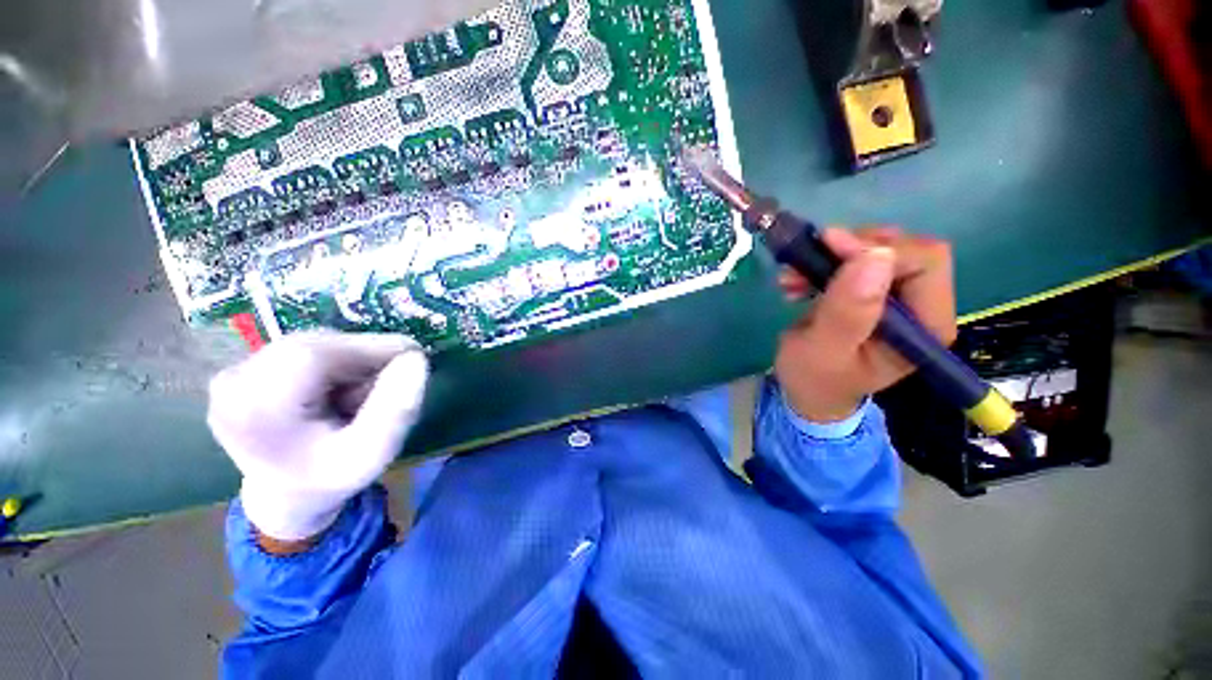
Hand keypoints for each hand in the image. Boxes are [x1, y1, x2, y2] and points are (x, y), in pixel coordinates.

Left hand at [208, 331, 428, 545]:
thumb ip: (397, 410)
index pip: (315, 354)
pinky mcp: (241, 369)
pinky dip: (333, 361)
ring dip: (350, 360)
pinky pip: (302, 349)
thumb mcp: (374, 453)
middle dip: (363, 356)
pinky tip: (338, 388)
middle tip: (393, 378)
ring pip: (312, 344)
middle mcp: (232, 384)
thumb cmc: (331, 478)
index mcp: (256, 412)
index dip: (371, 347)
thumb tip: (416, 358)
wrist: (287, 494)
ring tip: (362, 391)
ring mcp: (232, 375)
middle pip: (315, 345)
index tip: (415, 356)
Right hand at [774, 227, 956, 422]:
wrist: (807, 390)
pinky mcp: (872, 292)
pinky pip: (856, 260)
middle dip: (851, 249)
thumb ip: (847, 313)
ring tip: (794, 277)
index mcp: (926, 326)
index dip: (879, 250)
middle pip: (905, 250)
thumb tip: (875, 258)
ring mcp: (897, 298)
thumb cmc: (815, 378)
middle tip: (808, 261)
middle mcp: (921, 306)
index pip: (925, 263)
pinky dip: (824, 262)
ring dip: (832, 255)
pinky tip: (799, 280)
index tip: (829, 250)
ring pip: (878, 250)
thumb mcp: (823, 352)